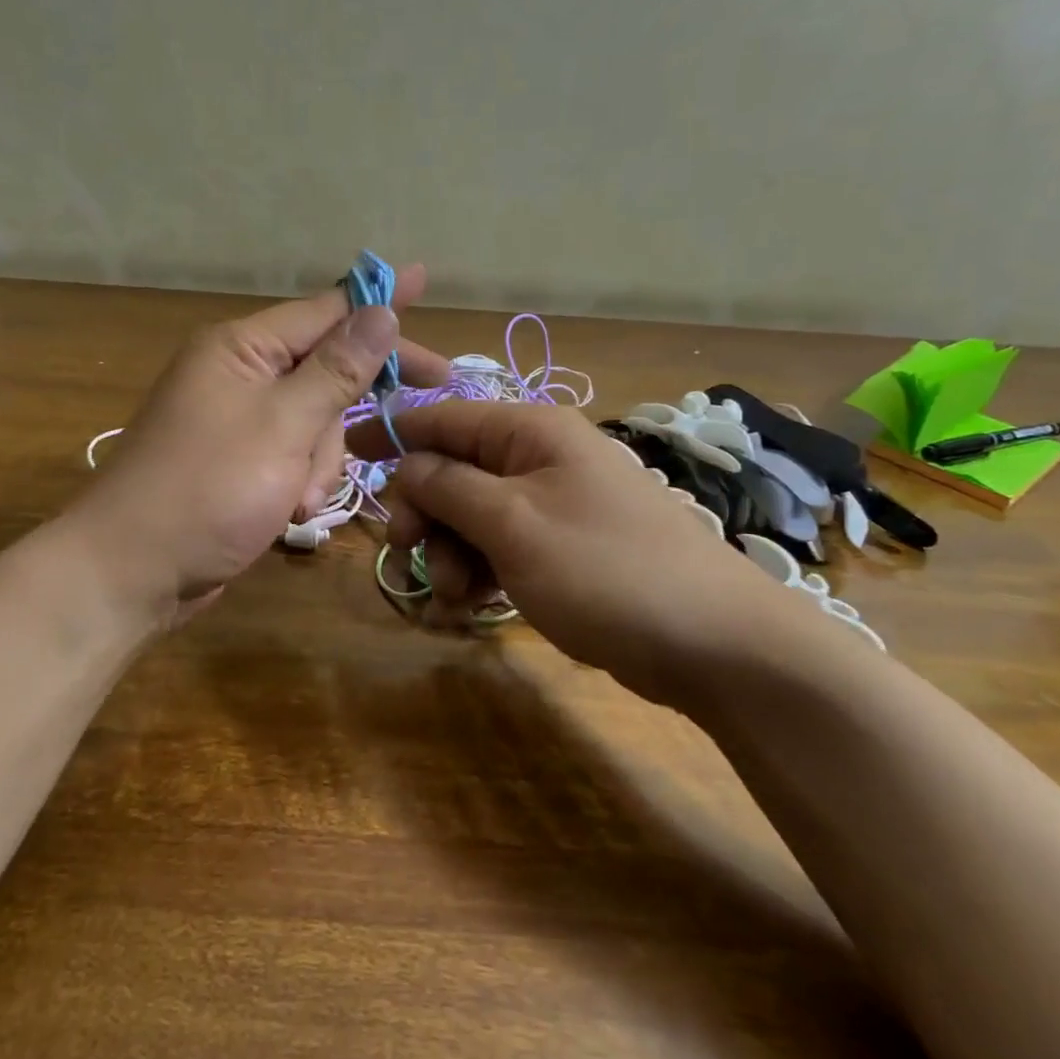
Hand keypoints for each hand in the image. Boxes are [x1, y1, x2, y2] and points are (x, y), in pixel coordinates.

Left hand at [71, 266, 448, 625]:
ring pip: (316, 419)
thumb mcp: (283, 426)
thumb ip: (336, 369)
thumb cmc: (207, 491)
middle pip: (326, 366)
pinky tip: (289, 510)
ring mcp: (239, 420)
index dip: (378, 298)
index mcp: (241, 348)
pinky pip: (294, 453)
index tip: (422, 279)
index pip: (325, 310)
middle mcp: (239, 373)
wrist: (131, 573)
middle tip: (436, 383)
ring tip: (300, 496)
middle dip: (358, 397)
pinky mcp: (241, 461)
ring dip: (321, 459)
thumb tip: (380, 311)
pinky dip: (301, 479)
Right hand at [346, 402, 821, 709]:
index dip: (393, 431)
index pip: (445, 416)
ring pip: (473, 514)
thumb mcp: (513, 524)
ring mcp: (554, 504)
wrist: (714, 642)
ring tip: (457, 595)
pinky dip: (480, 569)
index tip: (346, 449)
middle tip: (412, 551)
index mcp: (531, 431)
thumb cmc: (605, 569)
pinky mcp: (563, 547)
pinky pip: (501, 545)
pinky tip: (473, 603)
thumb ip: (449, 486)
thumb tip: (405, 462)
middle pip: (455, 469)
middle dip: (427, 512)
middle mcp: (541, 457)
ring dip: (451, 551)